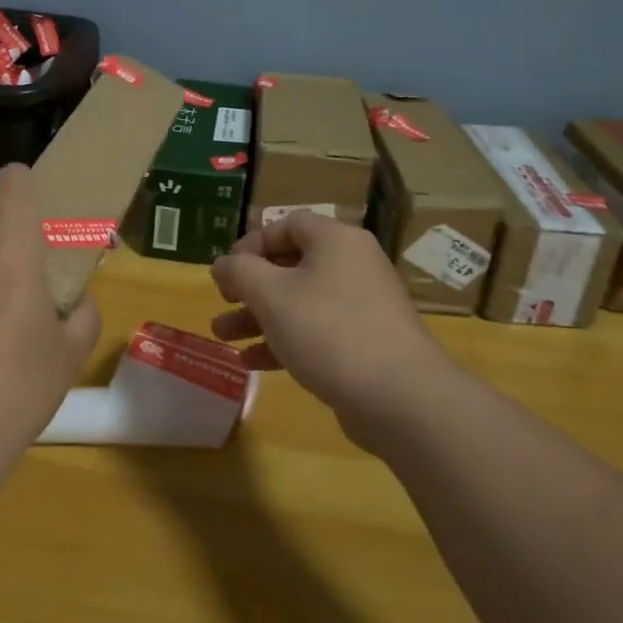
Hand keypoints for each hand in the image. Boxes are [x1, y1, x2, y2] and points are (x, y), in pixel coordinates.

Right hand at [210, 213, 453, 446]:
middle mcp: (353, 265)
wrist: (401, 398)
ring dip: (259, 316)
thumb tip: (223, 264)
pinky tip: (252, 362)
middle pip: (291, 265)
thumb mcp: (271, 294)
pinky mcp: (365, 343)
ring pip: (300, 302)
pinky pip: (316, 331)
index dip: (252, 242)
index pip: (288, 224)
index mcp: (336, 241)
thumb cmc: (328, 331)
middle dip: (249, 286)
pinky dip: (284, 340)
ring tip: (223, 338)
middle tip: (222, 302)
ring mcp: (362, 306)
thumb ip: (239, 271)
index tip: (227, 270)